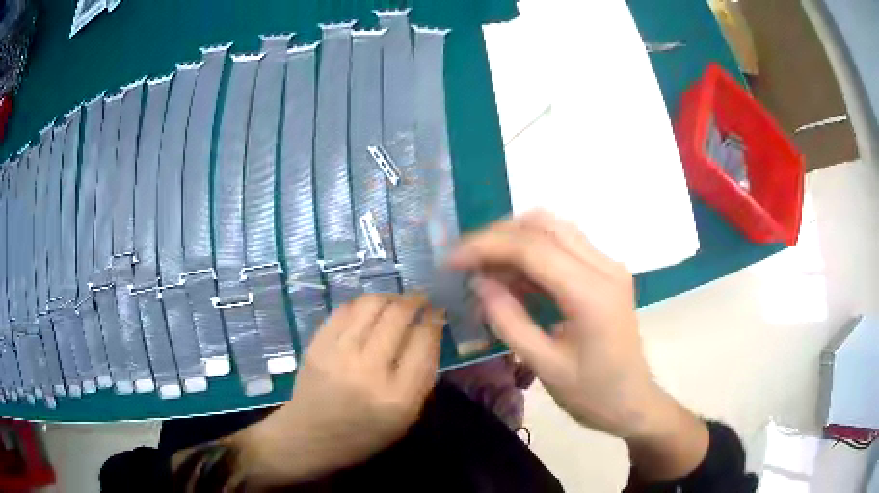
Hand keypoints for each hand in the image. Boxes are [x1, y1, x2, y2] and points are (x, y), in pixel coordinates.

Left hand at [232, 294, 444, 486]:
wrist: (309, 436)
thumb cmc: (364, 434)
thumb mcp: (406, 417)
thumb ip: (421, 377)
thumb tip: (429, 332)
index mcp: (398, 397)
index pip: (424, 342)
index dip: (434, 320)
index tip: (438, 312)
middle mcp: (369, 370)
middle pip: (398, 316)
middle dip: (415, 301)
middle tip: (421, 299)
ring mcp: (339, 354)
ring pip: (371, 305)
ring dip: (390, 297)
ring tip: (397, 301)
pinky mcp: (318, 344)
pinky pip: (346, 309)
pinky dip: (363, 304)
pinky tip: (371, 309)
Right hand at [450, 211, 708, 480]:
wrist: (633, 402)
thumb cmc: (592, 394)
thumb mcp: (545, 366)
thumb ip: (509, 321)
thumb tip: (479, 282)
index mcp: (591, 293)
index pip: (532, 247)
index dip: (486, 247)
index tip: (452, 261)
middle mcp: (604, 267)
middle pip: (544, 225)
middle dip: (498, 236)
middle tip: (467, 262)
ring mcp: (608, 266)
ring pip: (554, 228)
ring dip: (515, 240)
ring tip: (485, 268)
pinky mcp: (606, 272)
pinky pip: (564, 245)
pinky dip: (532, 251)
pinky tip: (513, 276)